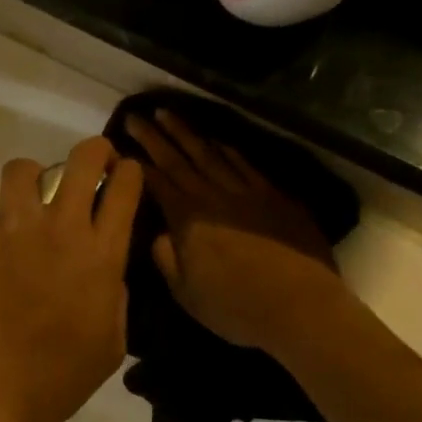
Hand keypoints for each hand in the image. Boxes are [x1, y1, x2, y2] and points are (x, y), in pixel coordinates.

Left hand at [0, 137, 141, 421]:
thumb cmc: (55, 380)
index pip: (123, 189)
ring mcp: (12, 229)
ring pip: (23, 170)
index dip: (127, 172)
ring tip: (27, 197)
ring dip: (31, 177)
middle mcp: (61, 229)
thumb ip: (114, 300)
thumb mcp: (109, 346)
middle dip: (91, 151)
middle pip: (82, 160)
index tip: (123, 173)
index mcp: (102, 256)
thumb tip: (107, 275)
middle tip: (89, 161)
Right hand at [125, 111, 344, 356]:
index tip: (121, 143)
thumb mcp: (186, 293)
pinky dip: (228, 150)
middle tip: (136, 115)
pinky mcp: (275, 197)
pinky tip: (218, 140)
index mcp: (188, 220)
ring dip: (188, 133)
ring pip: (211, 155)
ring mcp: (247, 193)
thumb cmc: (236, 307)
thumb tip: (158, 234)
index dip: (138, 162)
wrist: (300, 306)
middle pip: (179, 160)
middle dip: (155, 137)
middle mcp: (214, 197)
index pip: (157, 182)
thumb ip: (166, 259)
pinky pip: (245, 165)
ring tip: (169, 114)